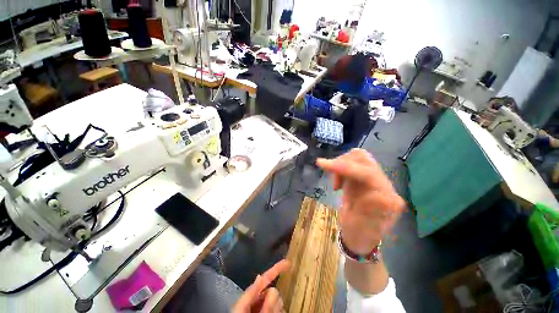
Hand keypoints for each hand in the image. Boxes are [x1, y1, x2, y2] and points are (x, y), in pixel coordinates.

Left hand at [232, 260, 289, 312]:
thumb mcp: (243, 310)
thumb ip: (254, 297)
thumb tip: (263, 279)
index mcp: (251, 296)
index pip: (265, 278)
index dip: (277, 268)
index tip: (288, 262)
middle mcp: (259, 301)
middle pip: (273, 292)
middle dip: (273, 301)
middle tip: (267, 312)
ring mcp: (265, 308)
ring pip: (278, 302)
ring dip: (275, 309)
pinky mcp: (270, 312)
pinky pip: (279, 310)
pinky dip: (277, 312)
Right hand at [317, 149, 405, 254]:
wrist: (359, 235)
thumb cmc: (359, 235)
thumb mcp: (362, 228)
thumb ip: (371, 213)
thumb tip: (379, 197)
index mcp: (388, 199)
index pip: (367, 173)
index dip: (344, 167)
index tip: (322, 164)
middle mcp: (385, 185)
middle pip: (363, 159)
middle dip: (341, 163)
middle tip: (327, 172)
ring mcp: (376, 179)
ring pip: (357, 157)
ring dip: (341, 165)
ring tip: (336, 183)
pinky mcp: (366, 177)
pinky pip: (353, 163)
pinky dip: (341, 167)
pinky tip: (338, 182)